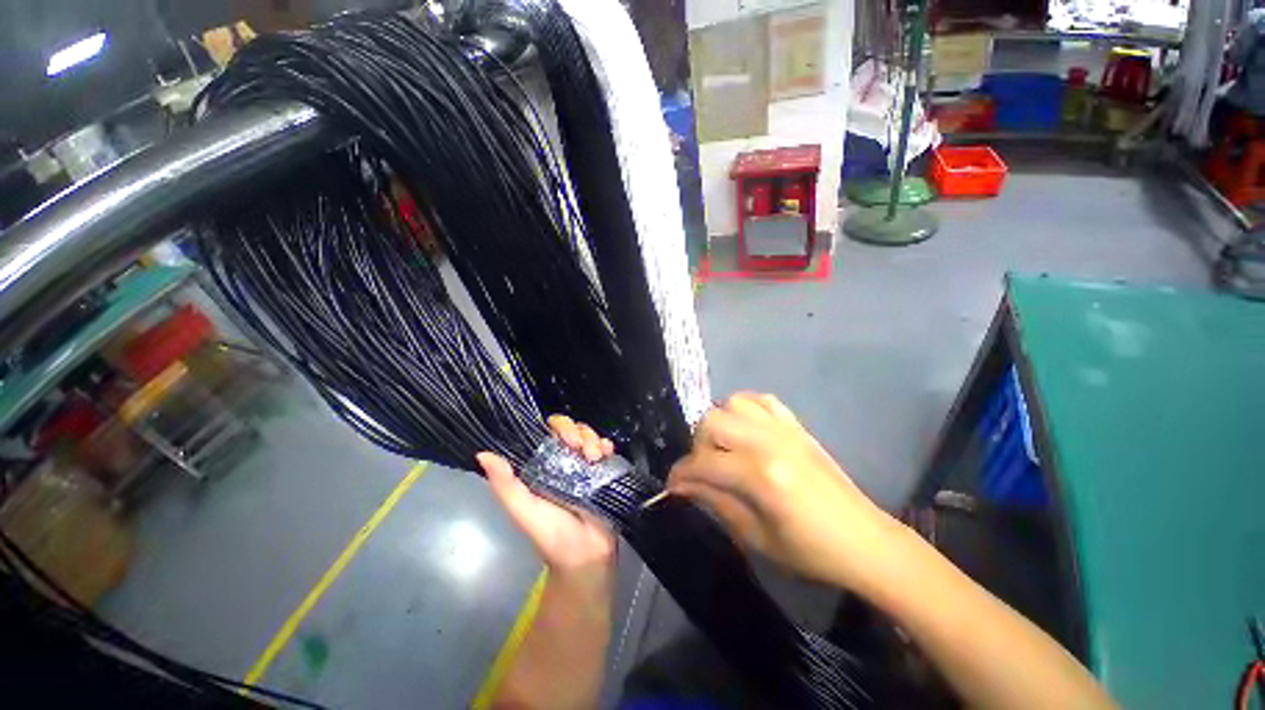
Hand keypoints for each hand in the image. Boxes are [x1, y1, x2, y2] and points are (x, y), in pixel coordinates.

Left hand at [477, 416, 615, 589]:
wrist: (586, 555)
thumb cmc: (551, 534)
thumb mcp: (523, 511)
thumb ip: (505, 485)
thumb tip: (482, 454)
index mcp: (543, 465)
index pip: (549, 432)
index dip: (558, 427)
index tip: (567, 440)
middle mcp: (564, 460)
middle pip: (572, 428)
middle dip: (580, 432)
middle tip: (582, 449)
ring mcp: (586, 464)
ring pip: (590, 435)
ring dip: (594, 439)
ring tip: (596, 458)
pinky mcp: (604, 470)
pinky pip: (607, 447)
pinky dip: (607, 446)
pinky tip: (606, 455)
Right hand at [667, 392, 903, 590]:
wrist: (865, 541)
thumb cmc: (810, 551)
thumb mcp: (756, 537)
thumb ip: (715, 502)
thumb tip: (681, 486)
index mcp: (760, 476)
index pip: (703, 463)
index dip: (680, 474)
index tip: (672, 486)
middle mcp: (768, 442)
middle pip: (711, 421)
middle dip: (697, 446)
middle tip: (703, 470)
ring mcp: (784, 428)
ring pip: (732, 403)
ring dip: (719, 423)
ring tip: (724, 448)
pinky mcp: (796, 425)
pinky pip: (761, 399)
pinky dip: (744, 408)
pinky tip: (745, 428)